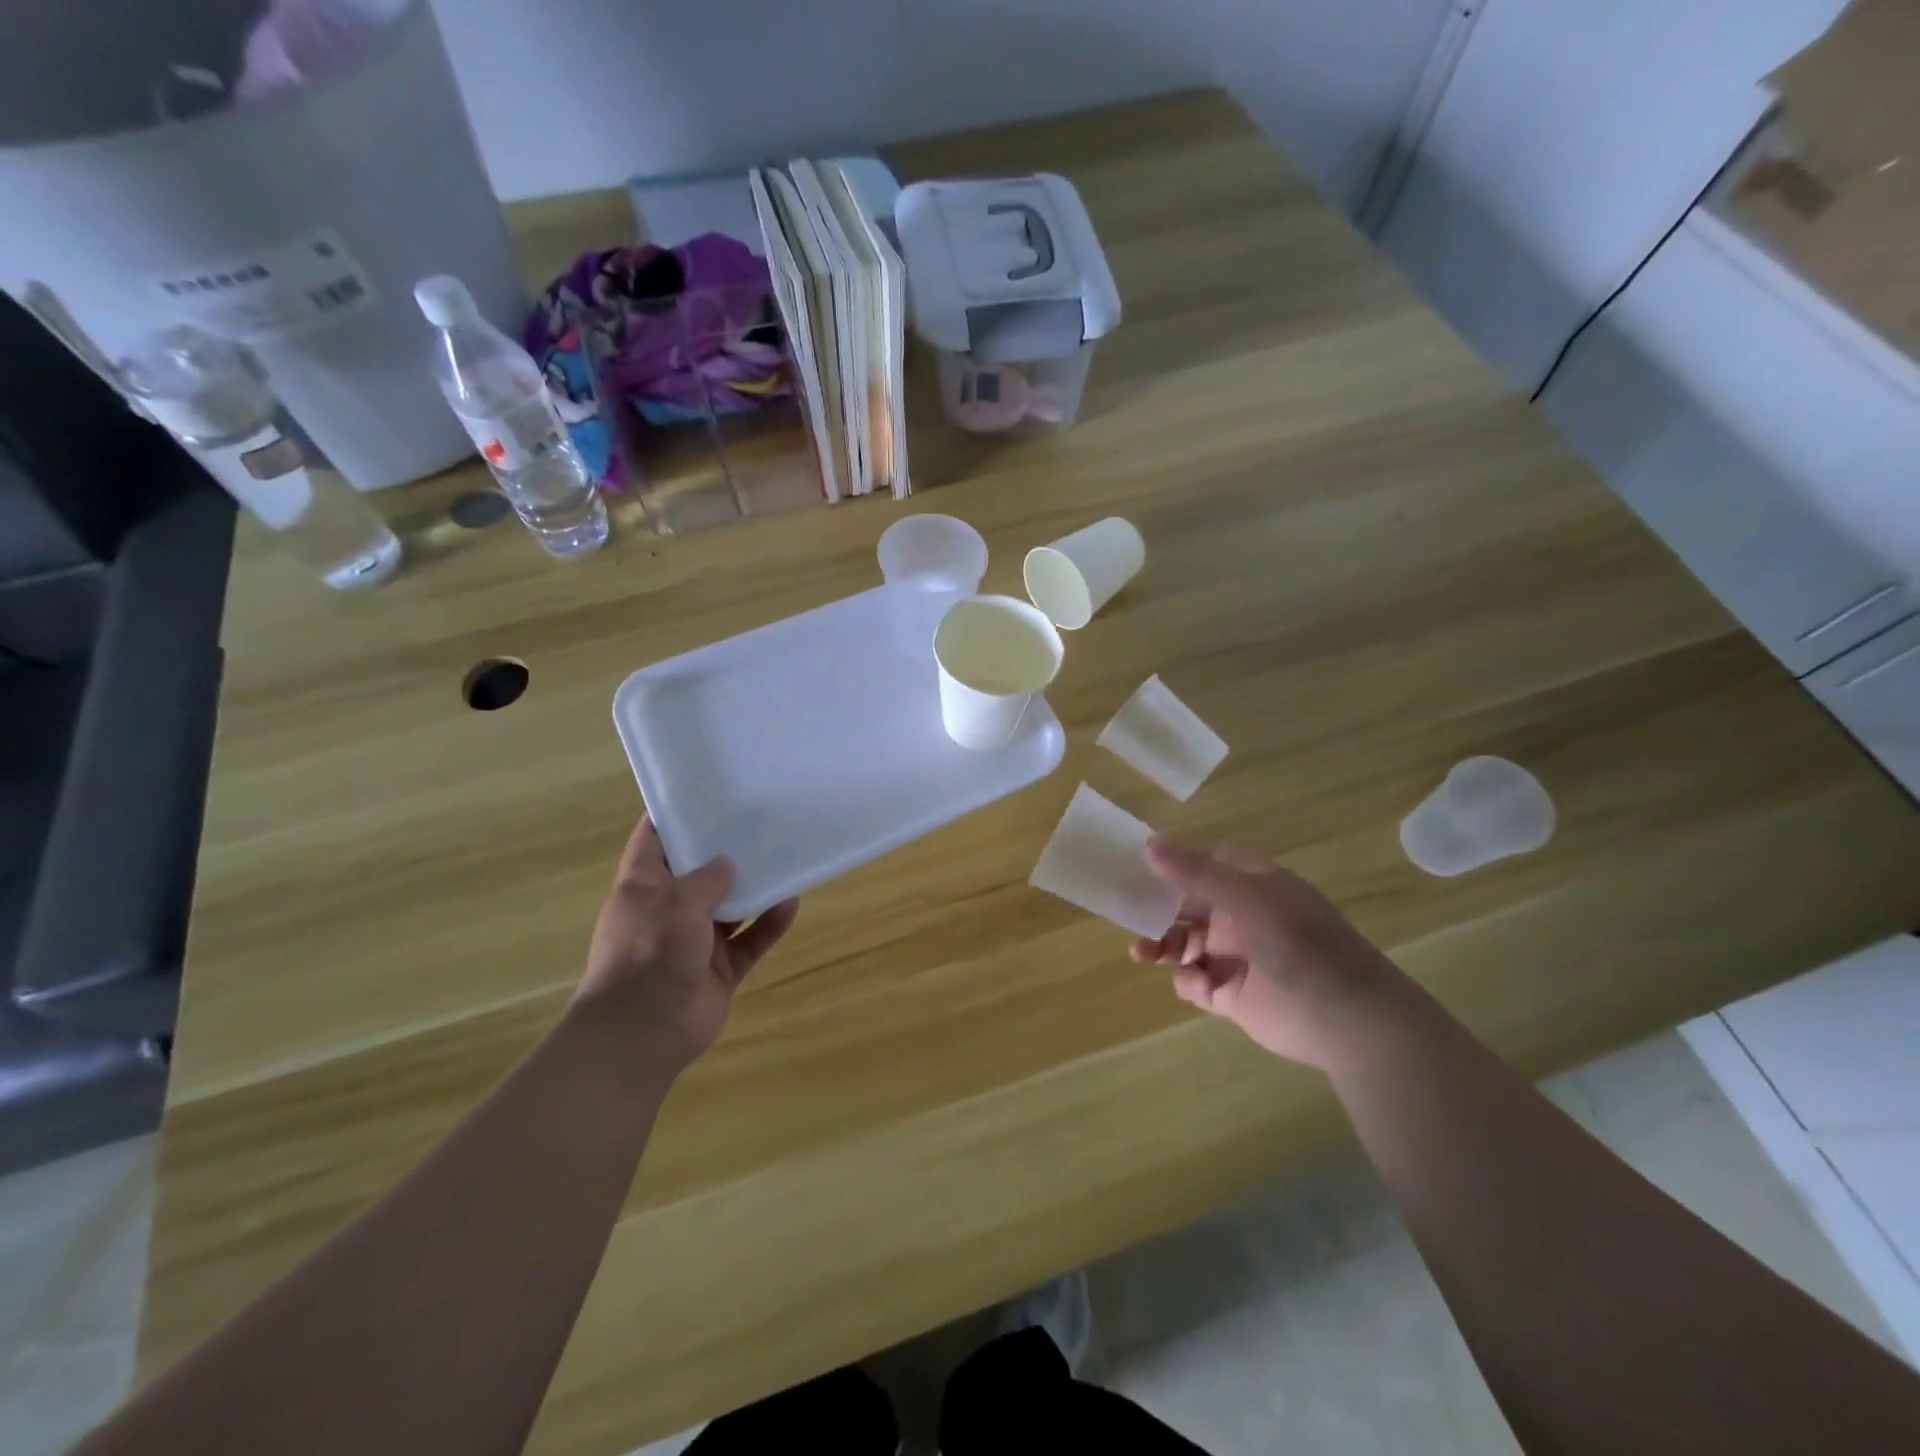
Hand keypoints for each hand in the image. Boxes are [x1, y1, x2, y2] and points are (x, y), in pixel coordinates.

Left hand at [575, 818, 797, 1071]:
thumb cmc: (648, 952)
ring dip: (755, 887)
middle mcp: (669, 909)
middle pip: (700, 871)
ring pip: (731, 905)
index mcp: (643, 886)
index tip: (706, 790)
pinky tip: (791, 903)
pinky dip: (769, 923)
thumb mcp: (675, 902)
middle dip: (727, 850)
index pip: (654, 839)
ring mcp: (696, 940)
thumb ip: (707, 878)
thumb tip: (729, 864)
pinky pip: (751, 939)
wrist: (643, 1032)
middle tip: (761, 820)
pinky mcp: (721, 967)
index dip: (676, 813)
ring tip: (785, 857)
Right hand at [1130, 839, 1413, 1070]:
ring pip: (1184, 942)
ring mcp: (1236, 956)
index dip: (1174, 861)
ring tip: (1141, 952)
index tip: (1137, 862)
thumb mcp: (1245, 897)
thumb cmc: (1298, 942)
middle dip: (1157, 905)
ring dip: (1161, 944)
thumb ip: (1194, 872)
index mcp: (1251, 884)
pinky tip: (1193, 981)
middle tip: (1124, 908)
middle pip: (1187, 903)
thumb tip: (1148, 843)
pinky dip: (1186, 980)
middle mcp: (1241, 916)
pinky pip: (1195, 981)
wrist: (1345, 1017)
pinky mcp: (1231, 994)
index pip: (1204, 863)